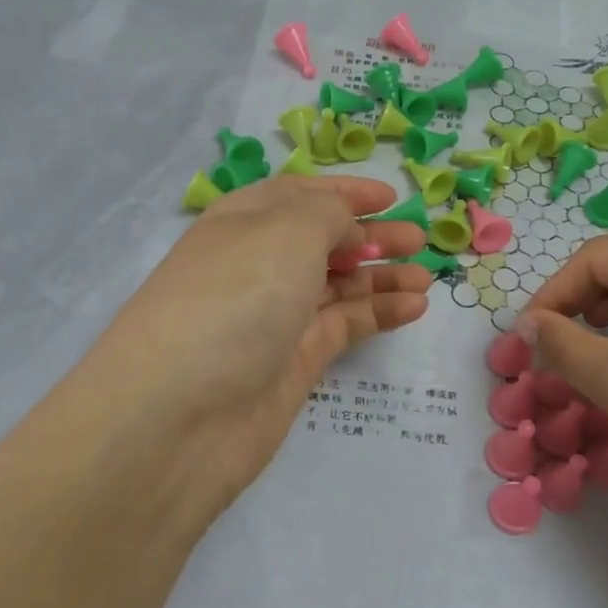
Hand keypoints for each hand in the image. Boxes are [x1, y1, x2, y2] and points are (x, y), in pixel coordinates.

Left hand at [83, 175, 432, 519]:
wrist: (180, 415)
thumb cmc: (235, 297)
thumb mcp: (287, 232)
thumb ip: (329, 216)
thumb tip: (346, 230)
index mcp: (244, 221)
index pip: (298, 195)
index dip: (343, 192)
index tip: (390, 197)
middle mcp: (257, 265)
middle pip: (322, 241)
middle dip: (371, 235)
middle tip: (419, 240)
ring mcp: (274, 317)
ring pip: (337, 286)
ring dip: (381, 276)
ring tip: (427, 275)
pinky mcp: (292, 363)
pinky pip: (343, 326)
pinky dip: (378, 314)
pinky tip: (413, 306)